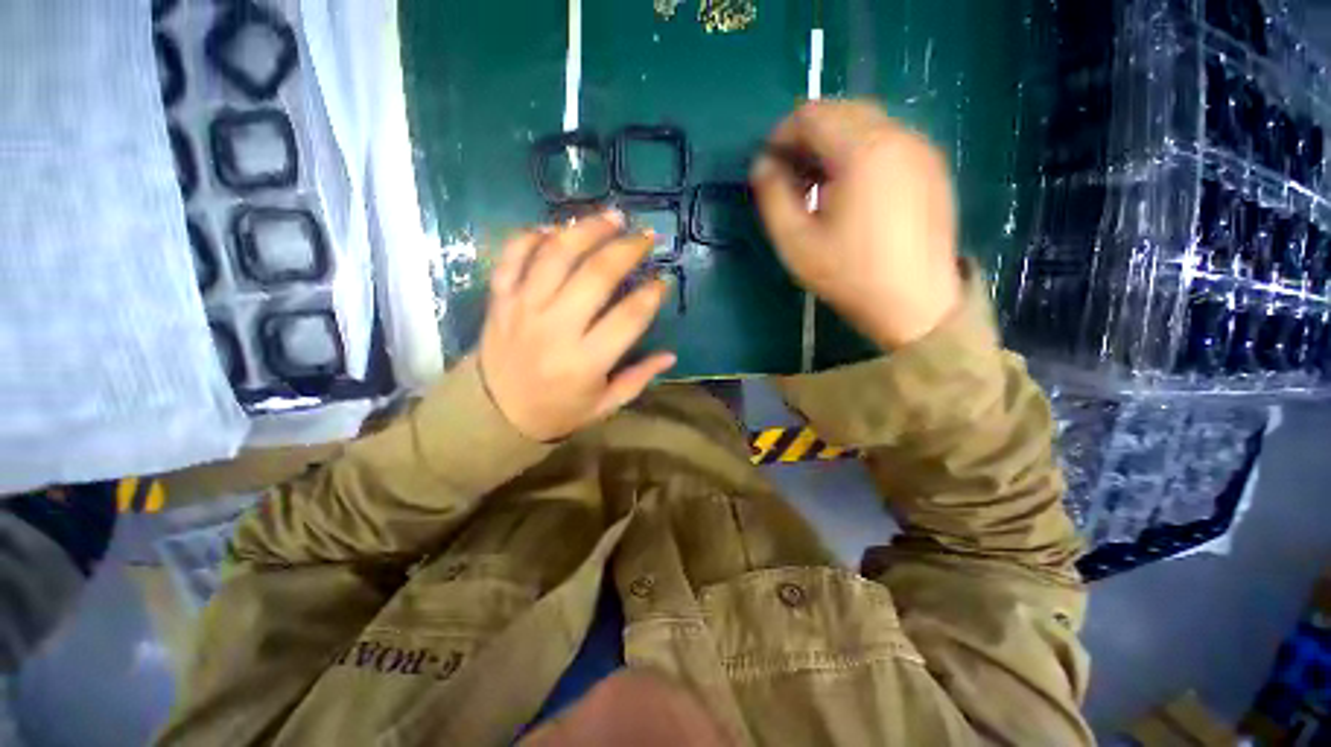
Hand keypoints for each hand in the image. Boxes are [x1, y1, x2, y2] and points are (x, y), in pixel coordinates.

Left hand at [478, 211, 675, 441]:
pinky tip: (555, 229)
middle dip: (627, 249)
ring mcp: (523, 308)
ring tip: (612, 217)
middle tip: (647, 237)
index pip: (629, 317)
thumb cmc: (556, 411)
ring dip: (587, 230)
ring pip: (556, 255)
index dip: (652, 294)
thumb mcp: (604, 405)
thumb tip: (670, 356)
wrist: (493, 414)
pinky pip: (512, 255)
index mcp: (585, 361)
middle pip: (596, 275)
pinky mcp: (500, 299)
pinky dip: (532, 236)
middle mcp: (555, 328)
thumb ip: (639, 378)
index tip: (663, 281)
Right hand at [750, 100, 962, 348]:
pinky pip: (888, 140)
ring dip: (833, 143)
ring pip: (866, 123)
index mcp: (863, 151)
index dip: (781, 134)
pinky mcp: (932, 166)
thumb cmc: (850, 276)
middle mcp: (897, 136)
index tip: (769, 164)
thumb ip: (772, 198)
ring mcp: (921, 148)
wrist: (915, 304)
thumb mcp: (796, 243)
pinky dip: (860, 151)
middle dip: (807, 136)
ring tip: (817, 184)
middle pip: (841, 111)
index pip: (812, 114)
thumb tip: (762, 165)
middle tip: (791, 175)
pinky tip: (851, 189)